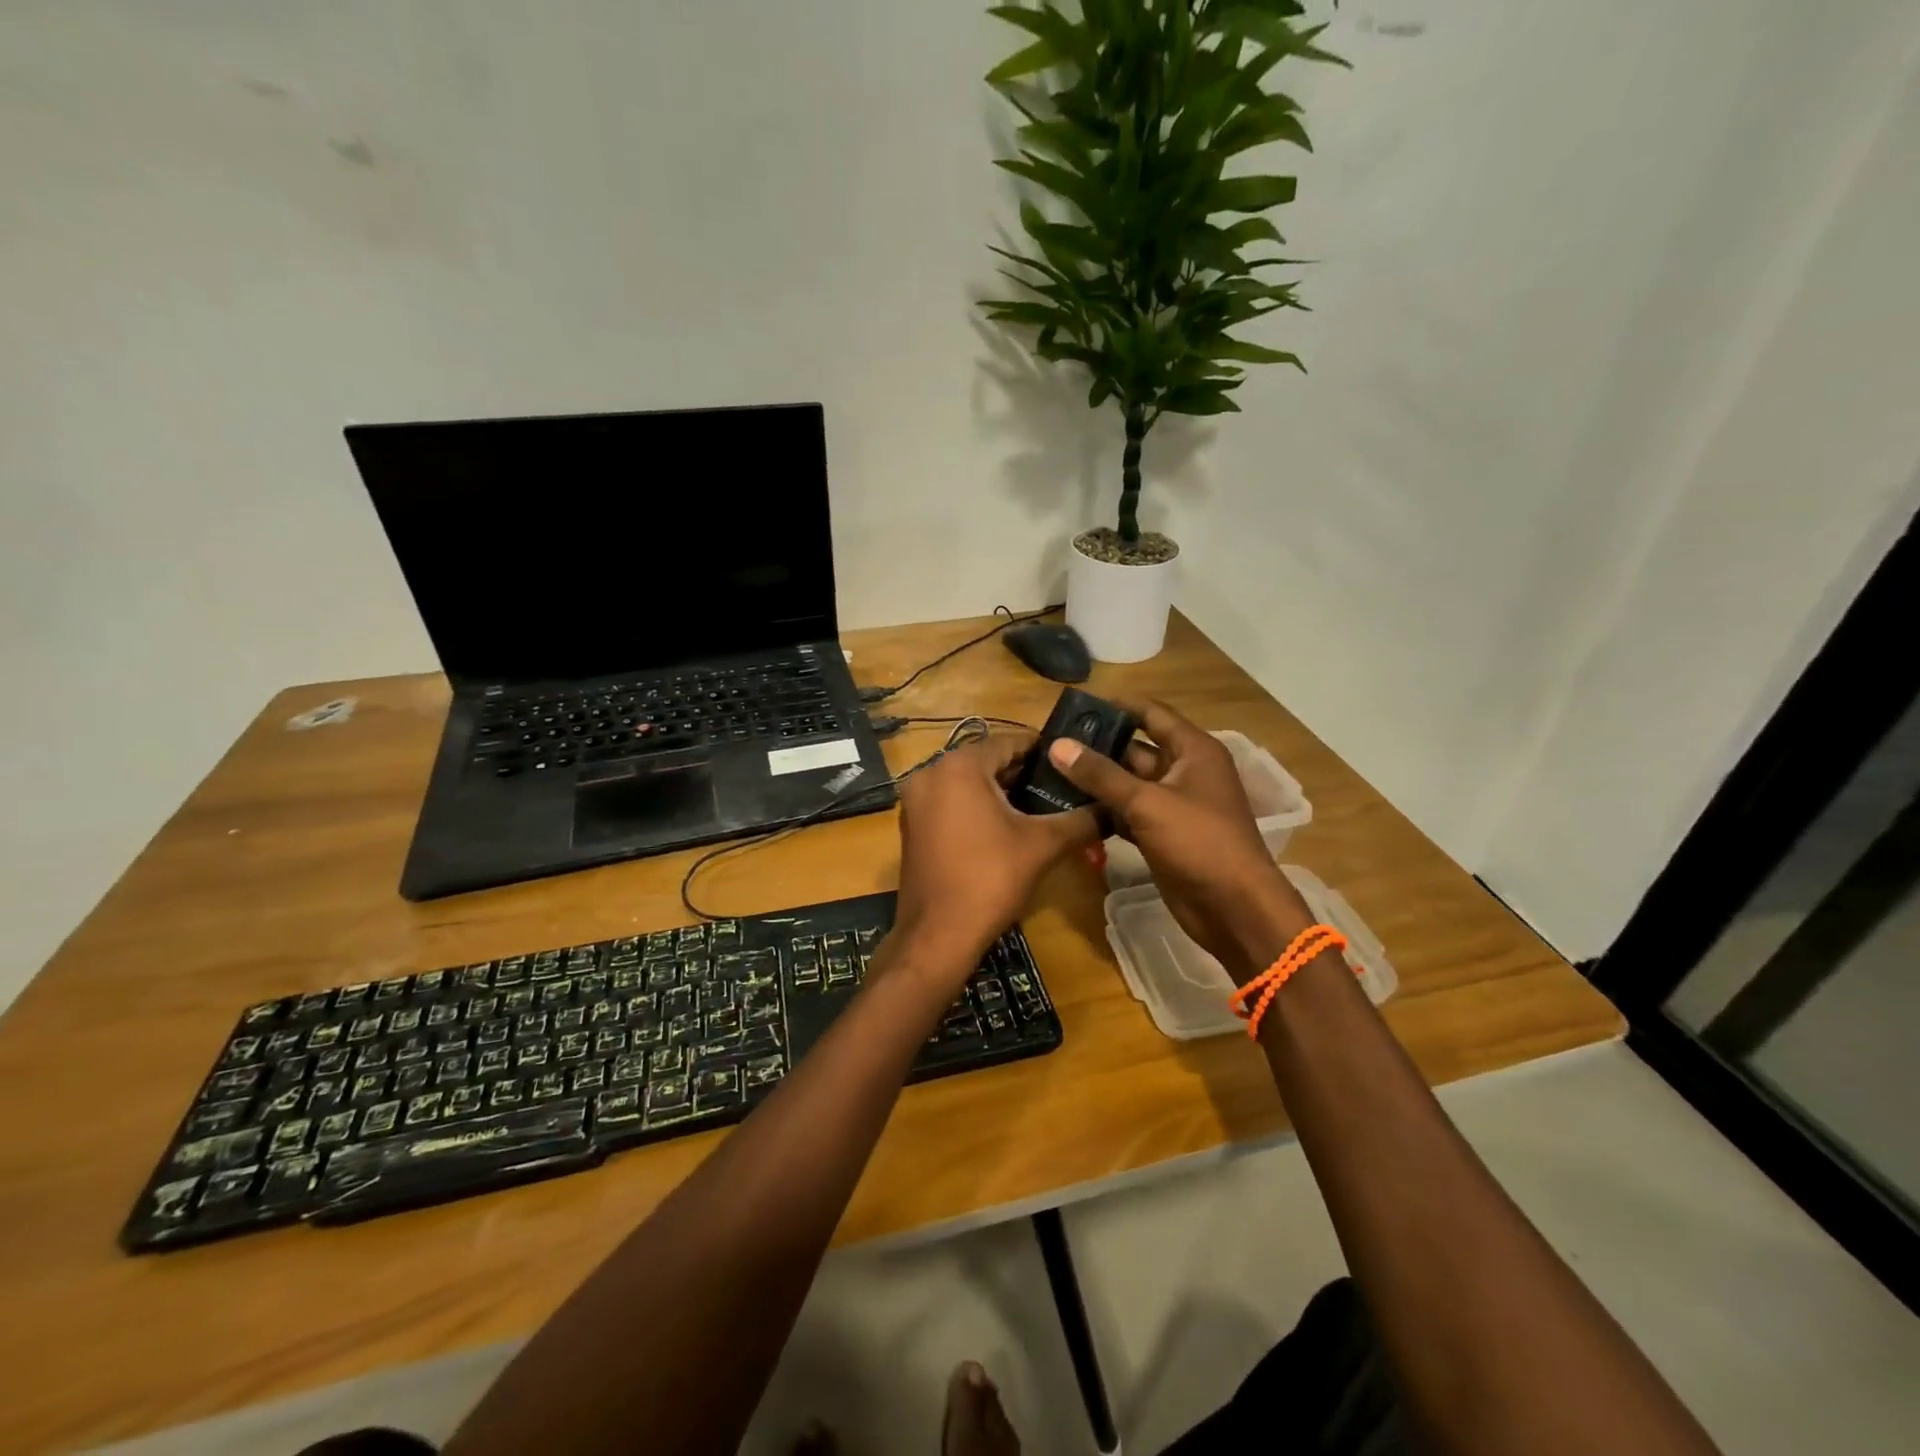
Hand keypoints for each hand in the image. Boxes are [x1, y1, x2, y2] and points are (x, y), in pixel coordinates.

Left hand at [889, 732, 1100, 982]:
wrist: (937, 934)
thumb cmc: (990, 879)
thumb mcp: (1043, 845)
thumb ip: (1081, 820)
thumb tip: (1114, 808)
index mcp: (959, 766)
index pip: (1009, 741)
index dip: (1043, 750)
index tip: (1072, 761)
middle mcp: (930, 773)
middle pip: (986, 761)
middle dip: (1023, 772)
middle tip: (1062, 786)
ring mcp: (916, 800)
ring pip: (967, 782)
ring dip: (1001, 790)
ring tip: (1041, 806)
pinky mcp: (912, 824)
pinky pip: (950, 801)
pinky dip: (977, 806)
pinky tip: (1006, 826)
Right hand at [1048, 702, 1314, 982]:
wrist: (1234, 908)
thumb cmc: (1199, 842)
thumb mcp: (1147, 803)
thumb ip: (1101, 774)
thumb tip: (1058, 745)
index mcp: (1193, 750)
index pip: (1151, 713)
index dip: (1117, 706)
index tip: (1076, 705)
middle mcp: (1184, 771)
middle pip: (1136, 749)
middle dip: (1098, 746)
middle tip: (1052, 742)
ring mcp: (1174, 805)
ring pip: (1129, 783)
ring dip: (1097, 780)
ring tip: (1051, 771)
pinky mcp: (1163, 834)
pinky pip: (1129, 813)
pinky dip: (1104, 810)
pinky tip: (1069, 808)